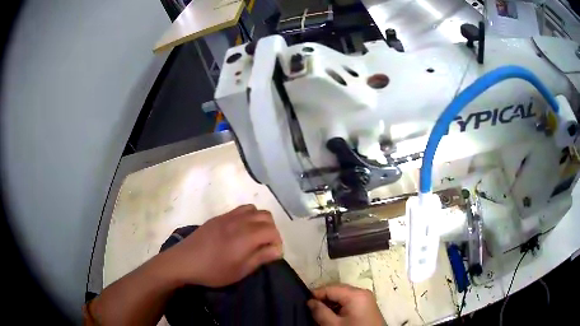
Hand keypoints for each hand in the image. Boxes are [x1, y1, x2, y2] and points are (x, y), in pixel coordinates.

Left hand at [163, 204, 282, 286]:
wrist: (184, 261)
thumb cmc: (213, 270)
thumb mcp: (240, 270)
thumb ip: (260, 257)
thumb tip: (278, 250)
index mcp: (246, 236)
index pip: (272, 230)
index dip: (277, 241)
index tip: (272, 254)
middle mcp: (239, 221)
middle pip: (266, 216)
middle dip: (271, 229)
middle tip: (265, 245)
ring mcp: (228, 216)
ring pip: (253, 209)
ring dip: (260, 221)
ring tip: (254, 236)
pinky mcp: (218, 217)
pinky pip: (240, 209)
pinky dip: (247, 216)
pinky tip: (240, 231)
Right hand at [307, 284, 383, 325]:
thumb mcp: (333, 325)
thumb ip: (320, 312)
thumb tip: (310, 301)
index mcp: (355, 294)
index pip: (330, 288)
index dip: (316, 295)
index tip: (305, 304)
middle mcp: (362, 292)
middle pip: (337, 291)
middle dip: (324, 299)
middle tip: (312, 310)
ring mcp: (366, 299)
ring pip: (343, 297)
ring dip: (331, 304)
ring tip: (321, 315)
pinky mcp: (367, 306)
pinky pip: (350, 302)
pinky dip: (340, 307)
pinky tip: (333, 317)